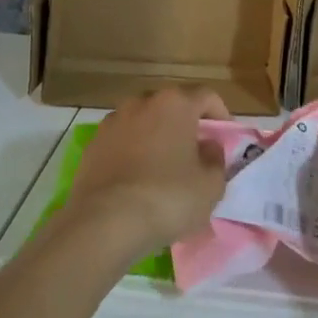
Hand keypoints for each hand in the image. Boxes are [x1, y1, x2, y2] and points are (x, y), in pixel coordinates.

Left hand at [65, 87, 231, 258]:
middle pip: (172, 105)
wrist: (105, 221)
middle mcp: (141, 103)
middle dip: (186, 124)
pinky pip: (122, 141)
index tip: (225, 137)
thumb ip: (216, 159)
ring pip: (144, 121)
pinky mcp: (92, 144)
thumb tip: (208, 146)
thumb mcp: (211, 185)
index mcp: (175, 104)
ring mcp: (113, 122)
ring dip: (157, 136)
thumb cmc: (168, 198)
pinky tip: (137, 178)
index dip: (220, 114)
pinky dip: (133, 151)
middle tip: (196, 151)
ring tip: (164, 166)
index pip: (206, 96)